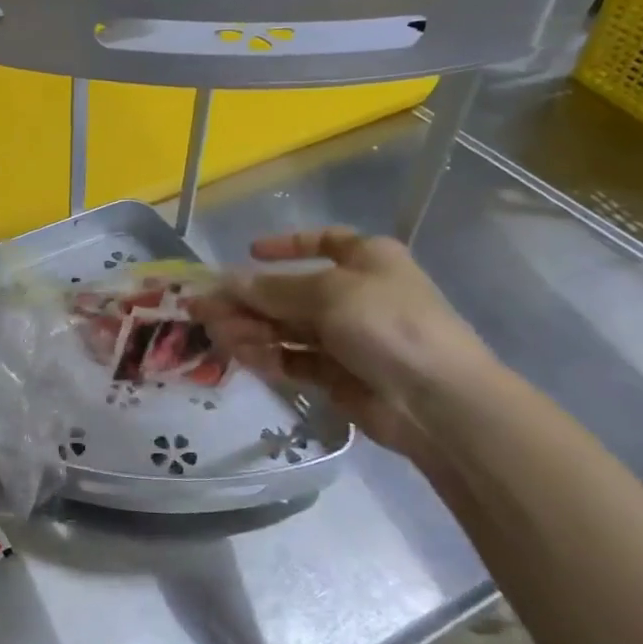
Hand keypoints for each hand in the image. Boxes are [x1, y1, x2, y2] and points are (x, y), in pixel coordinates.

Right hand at [191, 228, 495, 466]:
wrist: (437, 401)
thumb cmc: (388, 324)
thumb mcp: (328, 293)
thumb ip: (273, 289)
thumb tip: (227, 282)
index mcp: (366, 260)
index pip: (324, 242)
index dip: (286, 246)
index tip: (249, 252)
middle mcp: (355, 294)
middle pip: (292, 291)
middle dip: (250, 298)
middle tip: (205, 308)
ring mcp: (346, 337)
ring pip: (288, 327)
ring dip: (252, 328)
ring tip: (217, 334)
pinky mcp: (337, 375)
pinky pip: (295, 359)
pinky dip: (269, 356)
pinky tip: (243, 355)